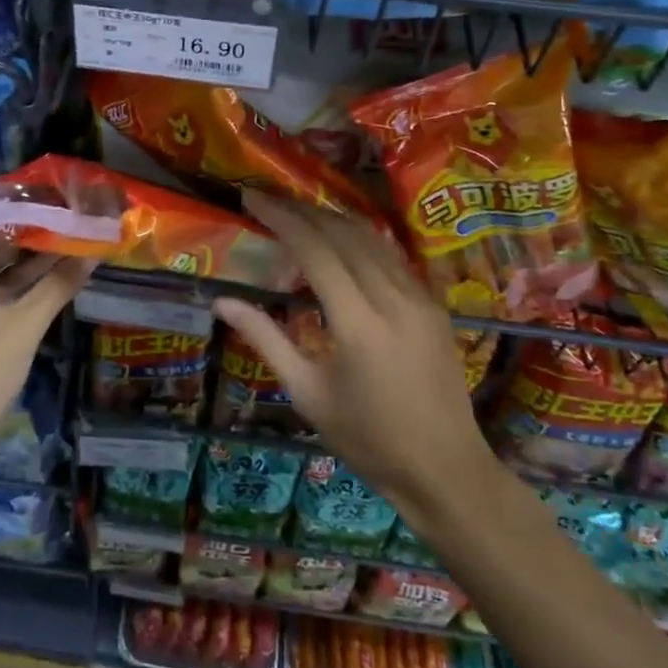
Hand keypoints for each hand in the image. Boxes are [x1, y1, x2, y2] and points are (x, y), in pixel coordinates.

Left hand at [0, 208, 94, 475]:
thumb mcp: (23, 326)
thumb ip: (58, 285)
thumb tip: (94, 253)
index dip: (2, 193)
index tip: (40, 184)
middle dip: (21, 220)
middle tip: (62, 206)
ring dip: (23, 249)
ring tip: (65, 230)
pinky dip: (17, 277)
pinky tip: (54, 270)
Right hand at [212, 192, 494, 529]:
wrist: (446, 471)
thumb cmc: (368, 440)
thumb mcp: (307, 394)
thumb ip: (265, 339)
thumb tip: (222, 301)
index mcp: (358, 324)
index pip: (315, 250)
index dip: (281, 218)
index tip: (252, 197)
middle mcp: (393, 299)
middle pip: (344, 234)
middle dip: (302, 210)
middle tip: (268, 199)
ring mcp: (420, 299)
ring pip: (372, 238)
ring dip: (332, 218)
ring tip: (297, 212)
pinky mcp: (434, 305)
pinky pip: (391, 256)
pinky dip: (359, 238)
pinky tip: (340, 240)